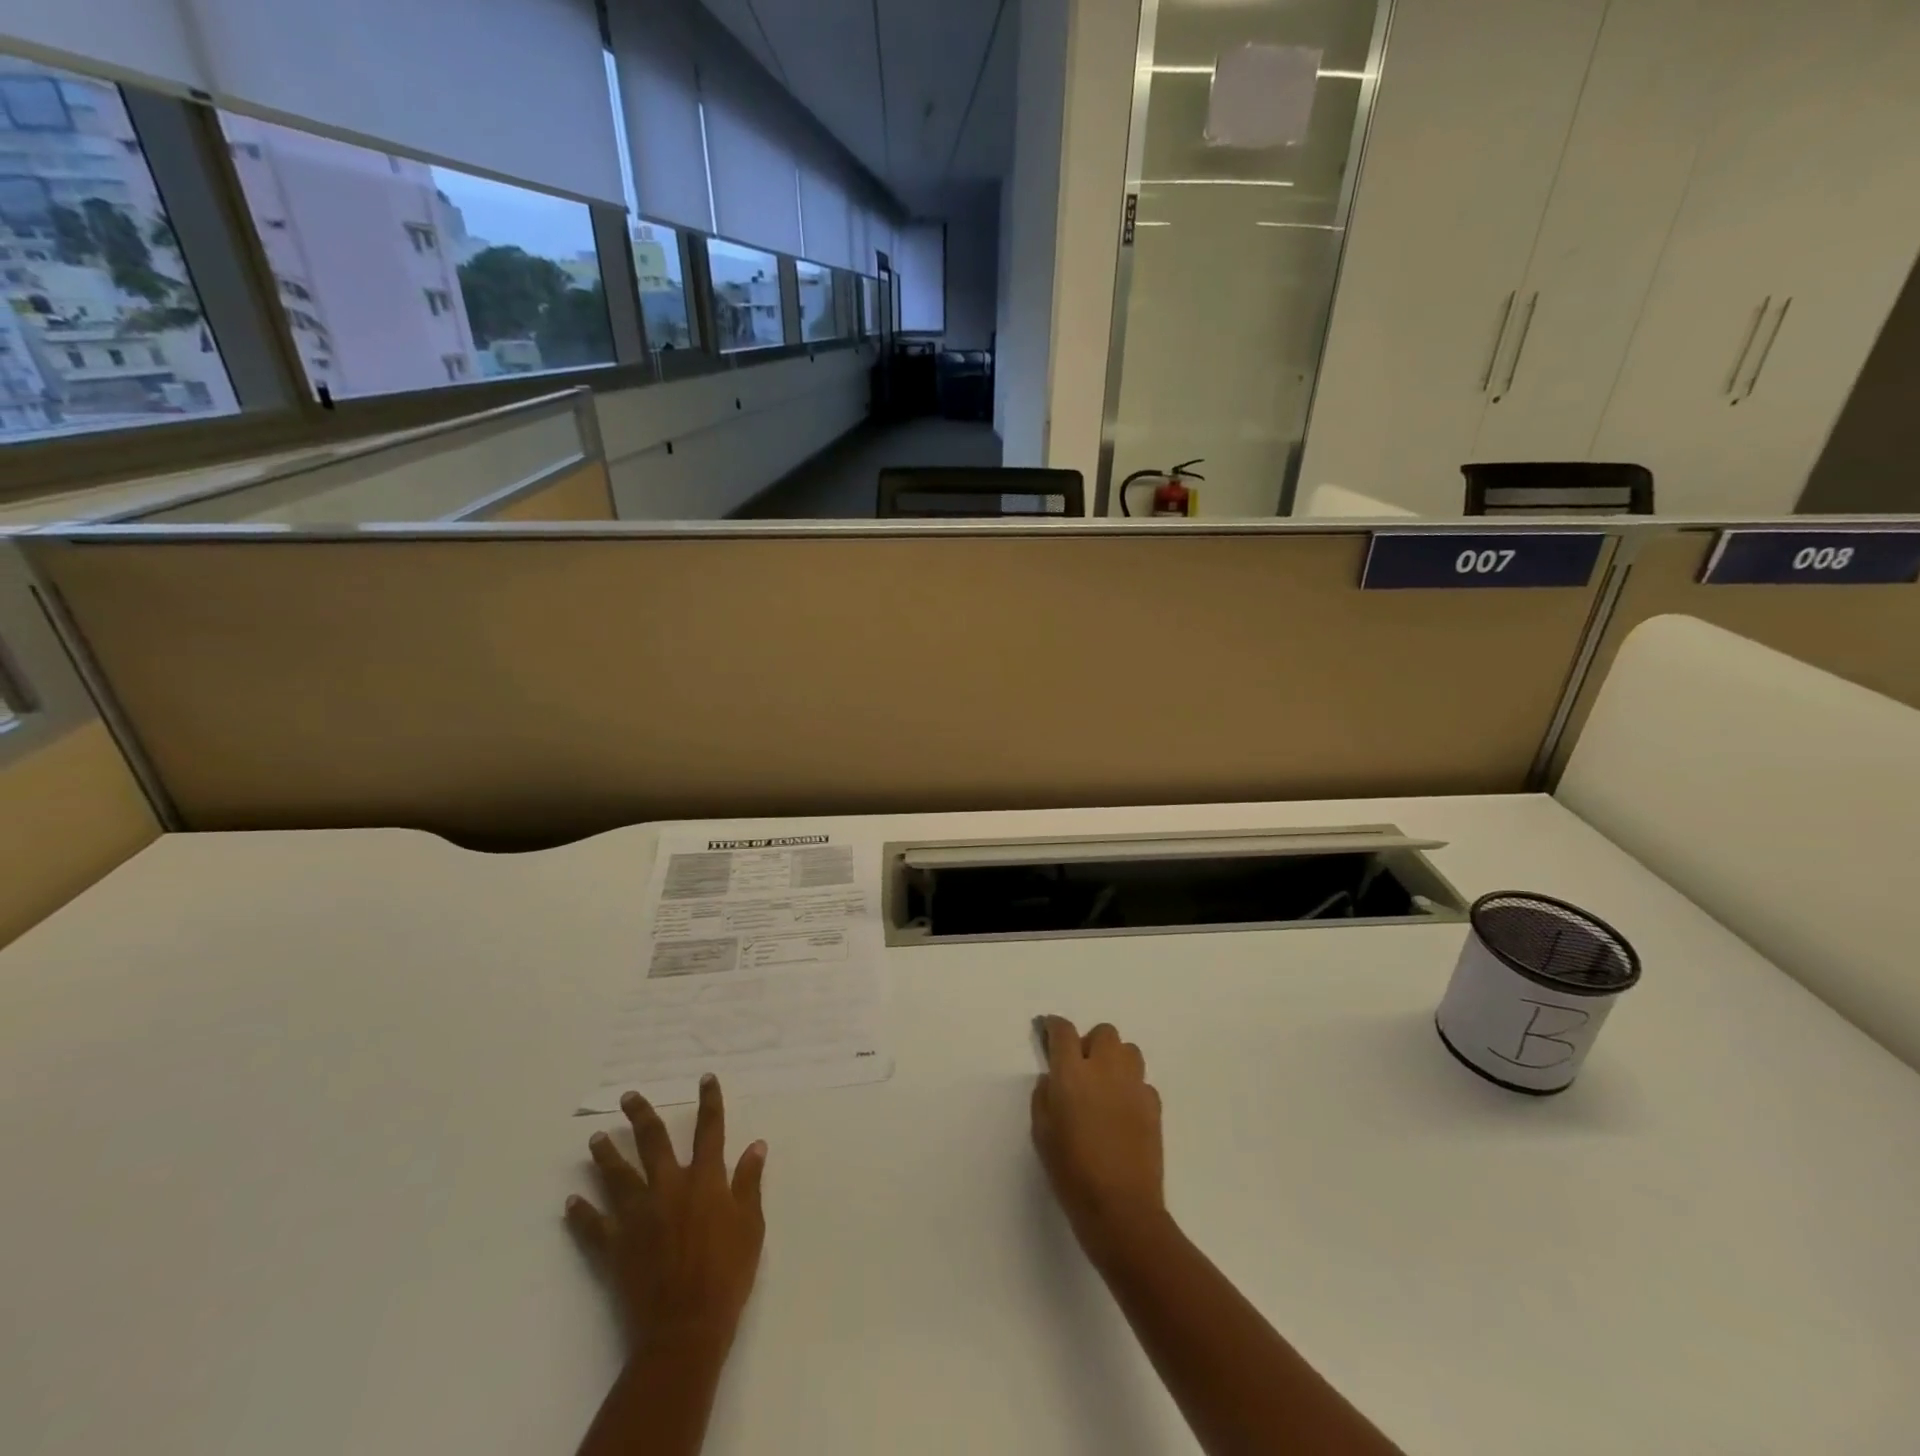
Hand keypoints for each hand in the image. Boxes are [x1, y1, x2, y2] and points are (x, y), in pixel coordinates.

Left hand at [566, 1075, 767, 1356]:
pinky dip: (582, 1213)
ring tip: (594, 1139)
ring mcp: (638, 1216)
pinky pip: (593, 1226)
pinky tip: (571, 1202)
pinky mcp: (616, 1247)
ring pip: (618, 1176)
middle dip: (641, 1116)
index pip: (709, 1130)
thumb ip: (749, 1183)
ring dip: (606, 1156)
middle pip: (652, 1142)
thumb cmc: (727, 1274)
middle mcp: (668, 1188)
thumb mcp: (751, 1225)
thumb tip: (756, 1145)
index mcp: (704, 1180)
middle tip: (627, 1097)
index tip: (705, 1078)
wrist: (685, 1328)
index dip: (709, 1102)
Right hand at [1032, 1016, 1165, 1260]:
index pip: (1063, 1031)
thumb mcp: (1041, 1133)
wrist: (1121, 1208)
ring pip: (1128, 1050)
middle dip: (1091, 1043)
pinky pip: (1142, 1082)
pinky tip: (1124, 1111)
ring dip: (1115, 1059)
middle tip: (1082, 1068)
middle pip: (1103, 1033)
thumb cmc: (1071, 1172)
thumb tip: (1053, 1080)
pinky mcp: (1155, 1105)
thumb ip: (1044, 1097)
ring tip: (1106, 1085)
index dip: (1054, 1026)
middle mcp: (1105, 1069)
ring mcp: (1134, 1085)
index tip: (1049, 1031)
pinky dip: (1132, 1088)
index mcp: (1072, 1073)